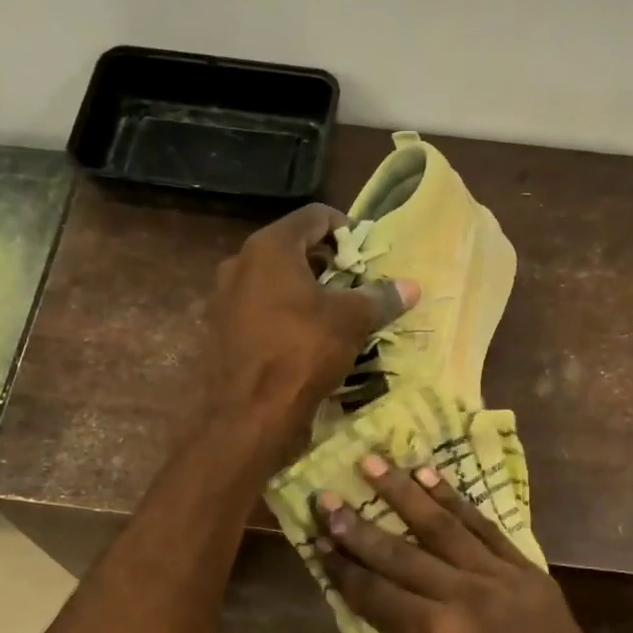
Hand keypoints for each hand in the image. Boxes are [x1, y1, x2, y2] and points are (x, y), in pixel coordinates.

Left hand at [198, 205, 417, 459]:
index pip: (314, 216)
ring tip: (332, 316)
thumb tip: (411, 286)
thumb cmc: (301, 353)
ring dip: (303, 292)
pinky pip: (259, 311)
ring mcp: (224, 300)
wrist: (247, 415)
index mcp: (269, 248)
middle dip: (325, 264)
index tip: (366, 254)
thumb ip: (379, 298)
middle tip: (354, 285)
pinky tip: (303, 341)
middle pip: (291, 249)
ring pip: (273, 283)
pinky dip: (283, 317)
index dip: (345, 229)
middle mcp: (240, 264)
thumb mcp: (350, 322)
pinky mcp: (221, 332)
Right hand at [315, 457, 632, 632]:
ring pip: (442, 526)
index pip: (372, 591)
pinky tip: (432, 479)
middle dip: (356, 524)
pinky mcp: (529, 573)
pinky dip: (457, 502)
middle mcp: (461, 595)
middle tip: (328, 495)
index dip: (340, 566)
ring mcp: (499, 578)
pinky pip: (486, 529)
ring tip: (376, 462)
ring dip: (404, 492)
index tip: (316, 536)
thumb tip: (399, 622)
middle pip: (398, 552)